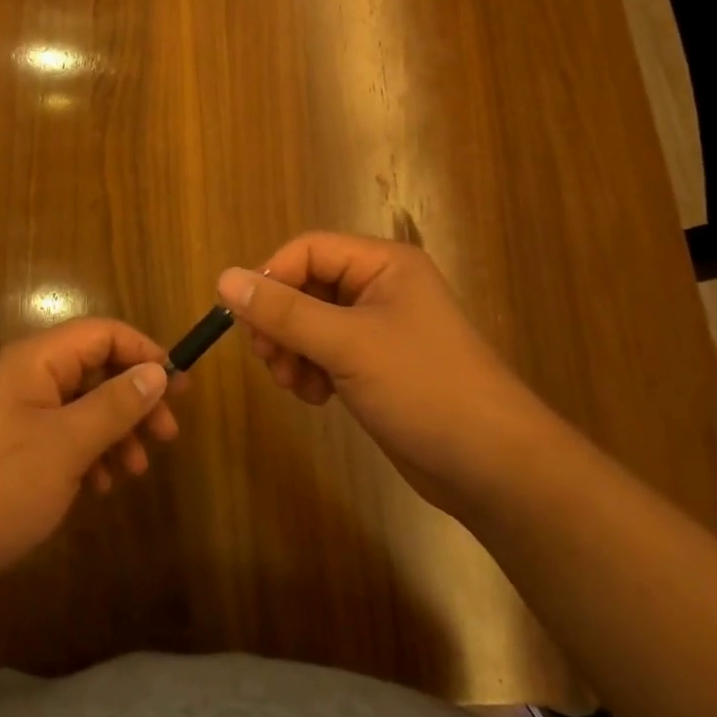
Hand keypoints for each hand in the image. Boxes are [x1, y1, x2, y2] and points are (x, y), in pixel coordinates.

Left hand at [0, 318, 175, 601]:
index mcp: (36, 360)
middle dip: (134, 399)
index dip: (144, 352)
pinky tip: (102, 486)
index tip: (179, 388)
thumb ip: (115, 405)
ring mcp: (18, 415)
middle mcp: (28, 378)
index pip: (102, 333)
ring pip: (82, 407)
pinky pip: (63, 437)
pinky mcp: (13, 450)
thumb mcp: (66, 444)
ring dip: (115, 432)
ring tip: (136, 470)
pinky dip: (89, 455)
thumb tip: (158, 371)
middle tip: (167, 436)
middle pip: (95, 370)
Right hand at [216, 233, 556, 513]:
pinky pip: (324, 352)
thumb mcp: (347, 344)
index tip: (246, 320)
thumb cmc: (424, 388)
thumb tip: (223, 278)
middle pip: (305, 286)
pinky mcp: (375, 364)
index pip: (307, 250)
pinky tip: (315, 397)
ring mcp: (378, 328)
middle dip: (280, 322)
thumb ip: (283, 312)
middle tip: (268, 358)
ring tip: (294, 384)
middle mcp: (380, 287)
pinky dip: (310, 370)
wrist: (493, 467)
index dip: (272, 278)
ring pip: (309, 322)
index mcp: (383, 264)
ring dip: (291, 350)